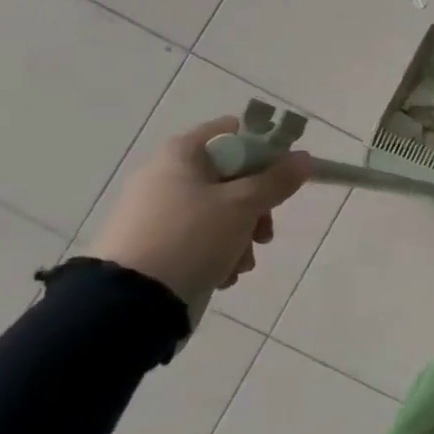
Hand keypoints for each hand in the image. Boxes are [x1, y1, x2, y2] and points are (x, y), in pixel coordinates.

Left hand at [86, 117, 312, 308]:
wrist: (129, 301)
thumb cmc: (192, 237)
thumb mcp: (244, 205)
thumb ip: (278, 179)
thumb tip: (303, 158)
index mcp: (182, 153)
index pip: (234, 132)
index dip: (264, 151)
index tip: (282, 177)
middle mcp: (166, 174)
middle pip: (232, 177)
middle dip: (257, 207)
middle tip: (264, 233)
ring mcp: (156, 210)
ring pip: (220, 210)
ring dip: (242, 235)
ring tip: (242, 263)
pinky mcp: (153, 242)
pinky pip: (199, 236)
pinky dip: (218, 251)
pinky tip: (223, 273)